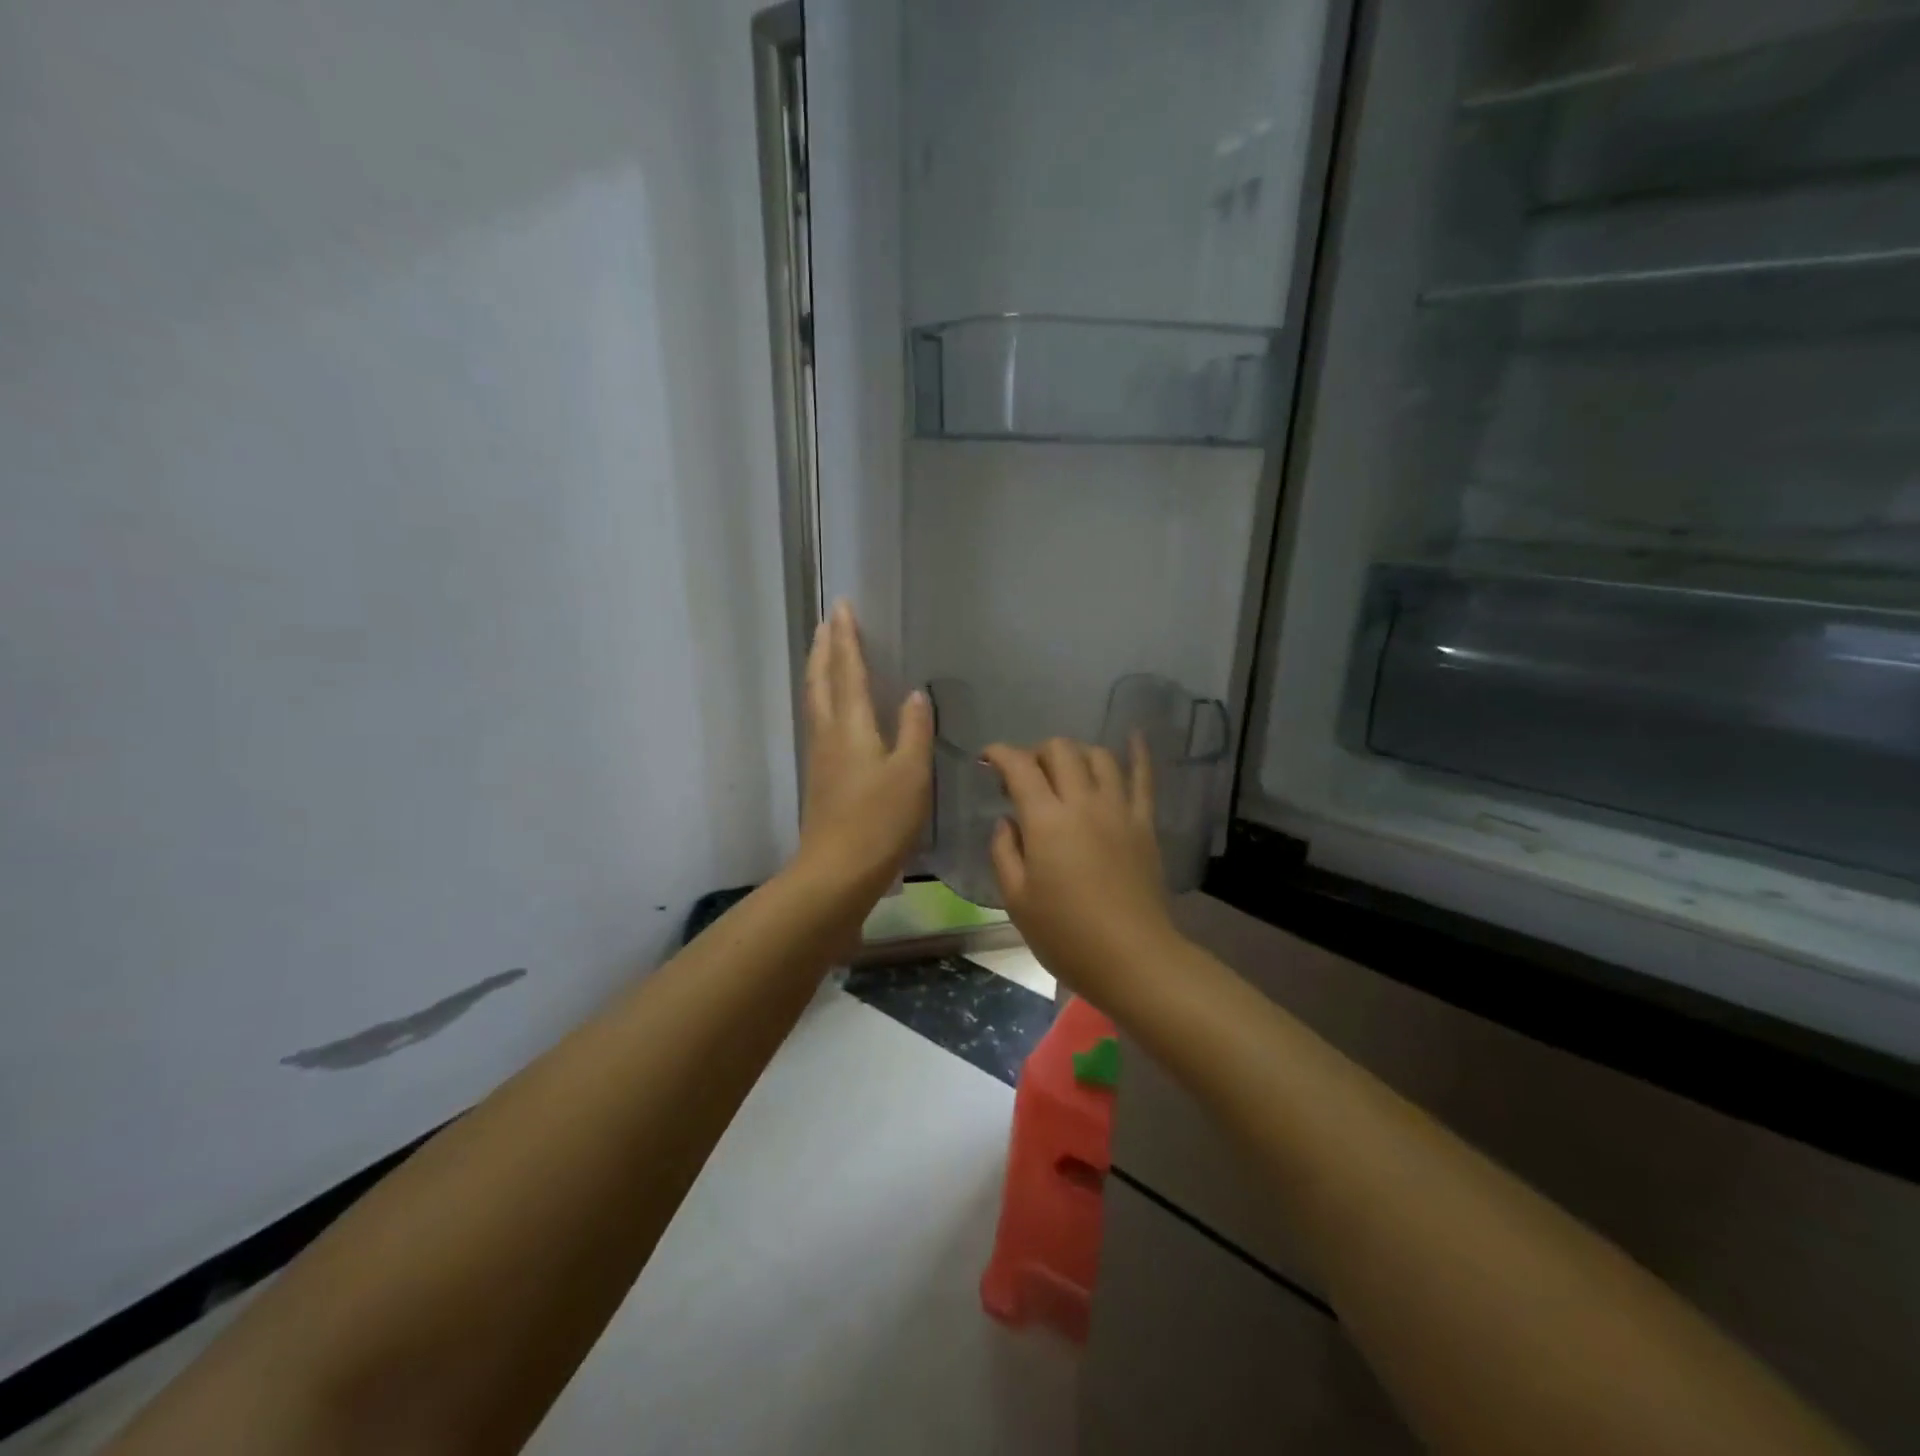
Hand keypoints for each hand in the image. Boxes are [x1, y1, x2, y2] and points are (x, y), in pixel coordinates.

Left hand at [794, 601, 932, 900]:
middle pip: (821, 680)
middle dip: (825, 647)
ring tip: (826, 652)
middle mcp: (828, 733)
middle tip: (828, 621)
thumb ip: (913, 730)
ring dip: (820, 670)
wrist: (838, 871)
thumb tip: (914, 694)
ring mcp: (820, 756)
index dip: (846, 638)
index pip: (847, 671)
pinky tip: (833, 708)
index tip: (841, 606)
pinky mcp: (821, 776)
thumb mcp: (910, 774)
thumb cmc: (880, 821)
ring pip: (815, 700)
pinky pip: (819, 721)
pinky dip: (823, 698)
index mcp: (850, 726)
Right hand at [983, 736, 1180, 1001]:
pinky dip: (1137, 753)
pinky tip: (1133, 735)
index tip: (987, 760)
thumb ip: (1004, 852)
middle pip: (1060, 750)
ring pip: (1098, 756)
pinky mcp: (1144, 823)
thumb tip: (1006, 822)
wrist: (1132, 958)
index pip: (1020, 766)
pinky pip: (1143, 778)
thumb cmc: (1065, 934)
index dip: (999, 754)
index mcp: (1046, 819)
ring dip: (1076, 754)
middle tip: (1025, 777)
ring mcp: (1119, 809)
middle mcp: (1083, 802)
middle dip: (1036, 752)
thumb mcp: (1016, 899)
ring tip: (1065, 771)